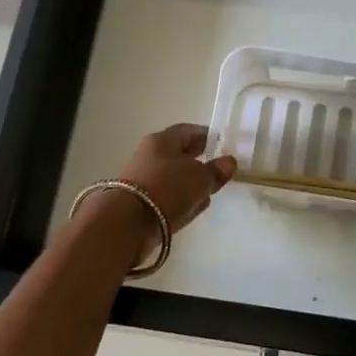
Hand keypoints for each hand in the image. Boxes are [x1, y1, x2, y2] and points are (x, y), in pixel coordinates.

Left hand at [111, 123, 237, 234]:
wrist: (127, 223)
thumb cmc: (168, 188)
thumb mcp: (200, 177)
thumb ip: (217, 170)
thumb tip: (228, 162)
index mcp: (162, 140)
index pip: (187, 131)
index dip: (206, 136)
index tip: (222, 144)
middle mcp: (149, 156)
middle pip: (179, 155)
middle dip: (199, 161)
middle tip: (218, 170)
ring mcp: (143, 181)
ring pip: (174, 178)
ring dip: (190, 184)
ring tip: (209, 192)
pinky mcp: (141, 204)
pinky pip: (167, 197)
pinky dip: (180, 200)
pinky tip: (192, 208)